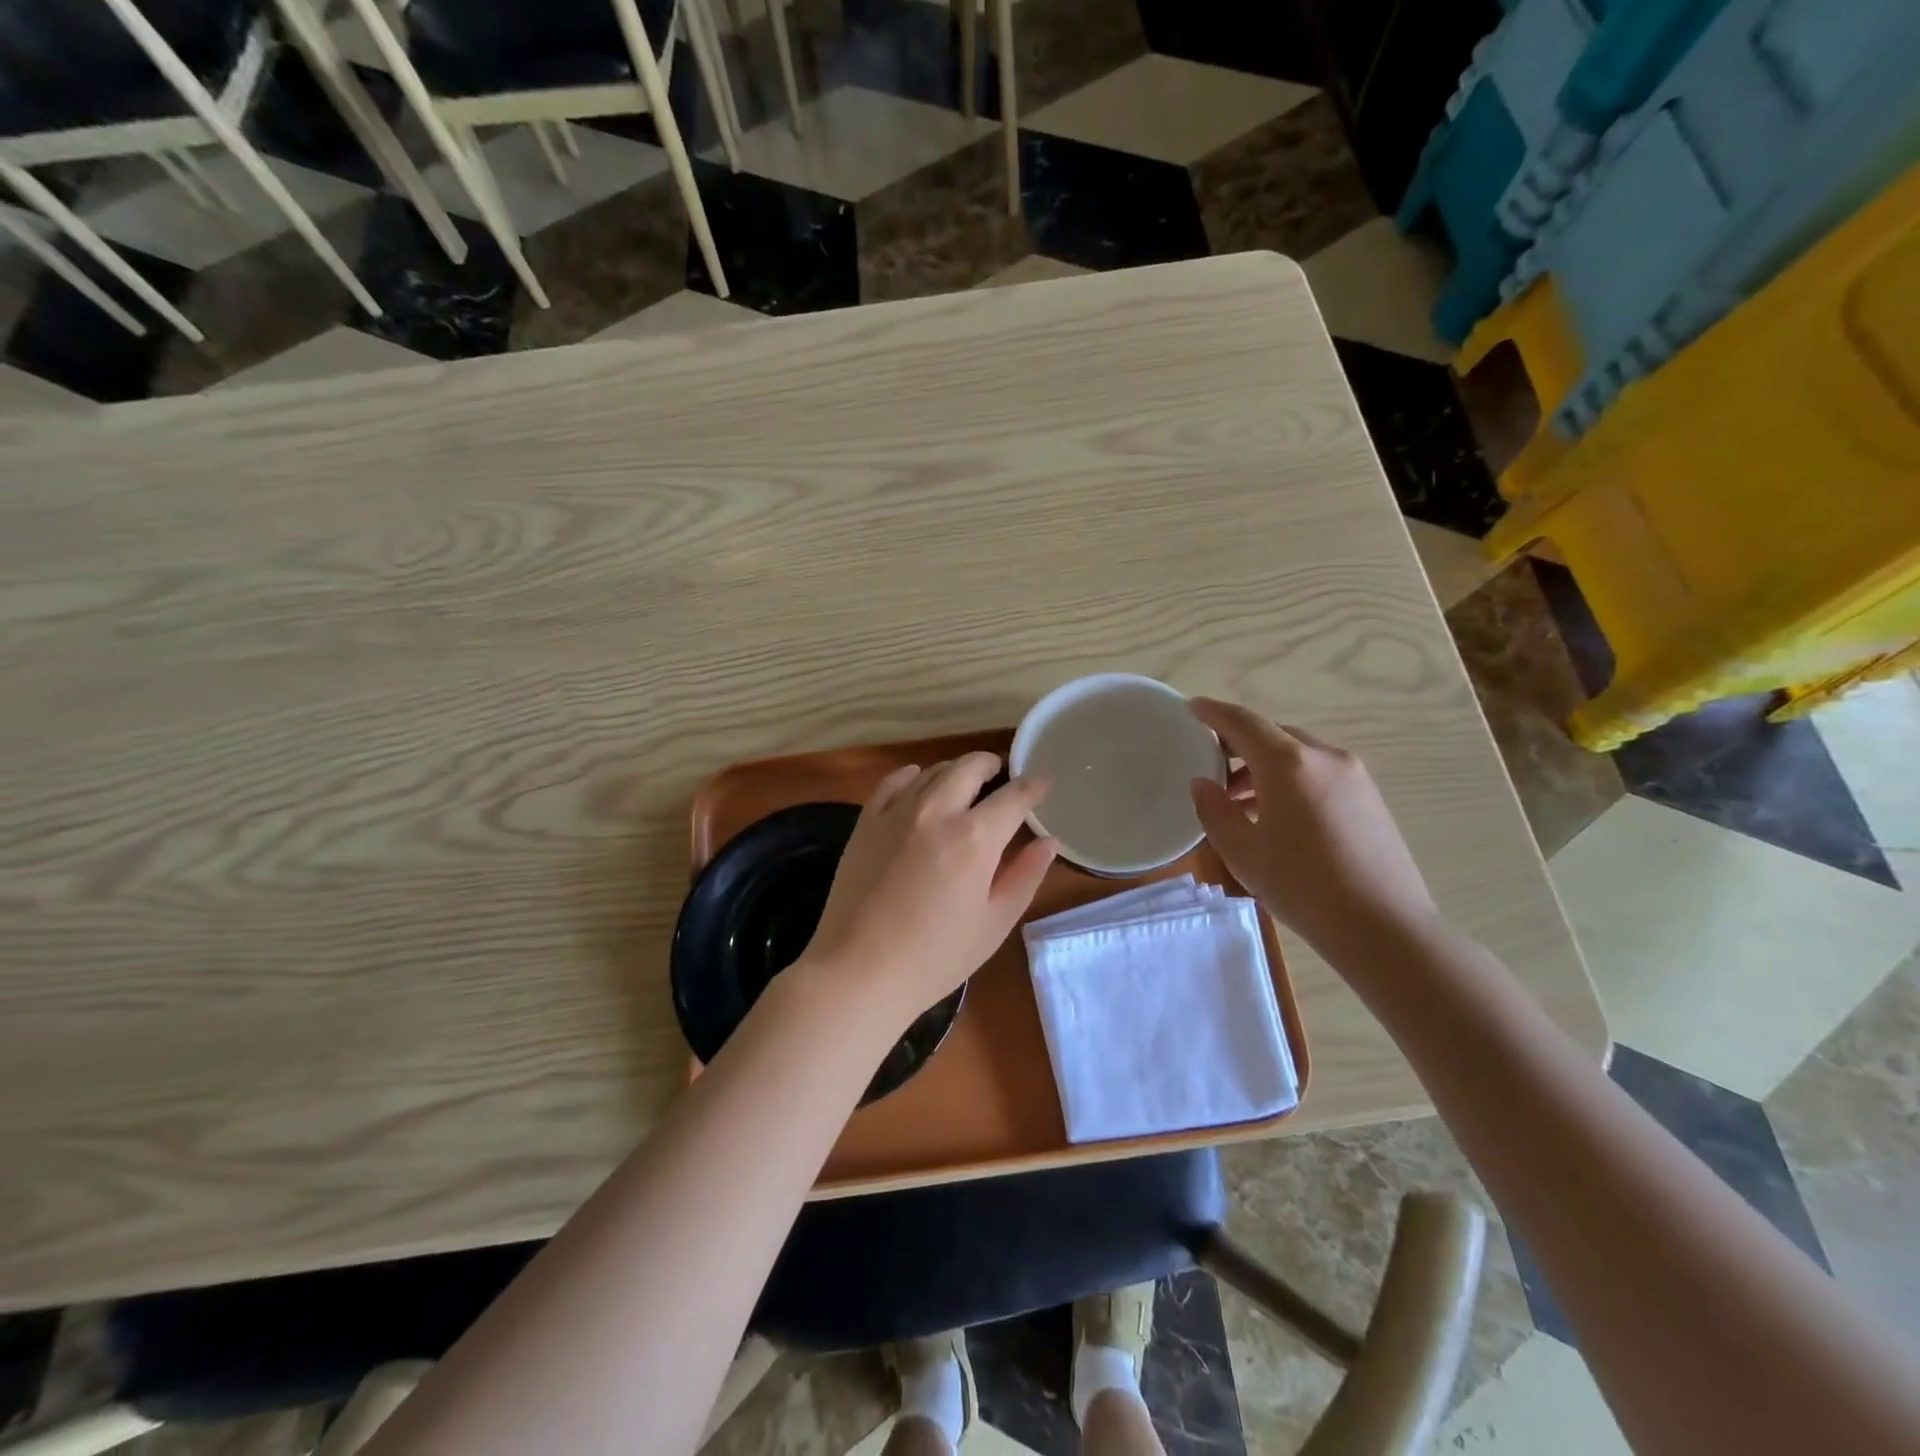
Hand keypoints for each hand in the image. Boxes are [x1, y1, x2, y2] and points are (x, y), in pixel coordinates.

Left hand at [799, 753, 1058, 1028]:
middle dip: (993, 765)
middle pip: (970, 767)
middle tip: (1002, 776)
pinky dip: (912, 775)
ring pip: (933, 771)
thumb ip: (1025, 876)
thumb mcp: (994, 923)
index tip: (1043, 784)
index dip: (1033, 787)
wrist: (858, 971)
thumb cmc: (936, 956)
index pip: (1014, 796)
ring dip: (956, 771)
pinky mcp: (866, 821)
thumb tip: (1048, 841)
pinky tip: (918, 783)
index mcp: (975, 838)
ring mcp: (897, 812)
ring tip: (965, 784)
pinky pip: (893, 782)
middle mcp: (937, 811)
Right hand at [1188, 699, 1434, 951]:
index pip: (1243, 722)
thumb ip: (1214, 810)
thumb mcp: (1241, 851)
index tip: (1191, 708)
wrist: (1383, 926)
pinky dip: (1290, 779)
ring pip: (1297, 754)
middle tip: (1211, 766)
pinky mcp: (1369, 796)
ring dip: (1264, 766)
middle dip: (1239, 745)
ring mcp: (1352, 775)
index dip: (1213, 712)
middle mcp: (1323, 757)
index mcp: (1288, 763)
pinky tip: (1277, 814)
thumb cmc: (1301, 886)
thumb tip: (1204, 784)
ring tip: (1239, 800)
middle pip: (1272, 735)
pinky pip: (1318, 772)